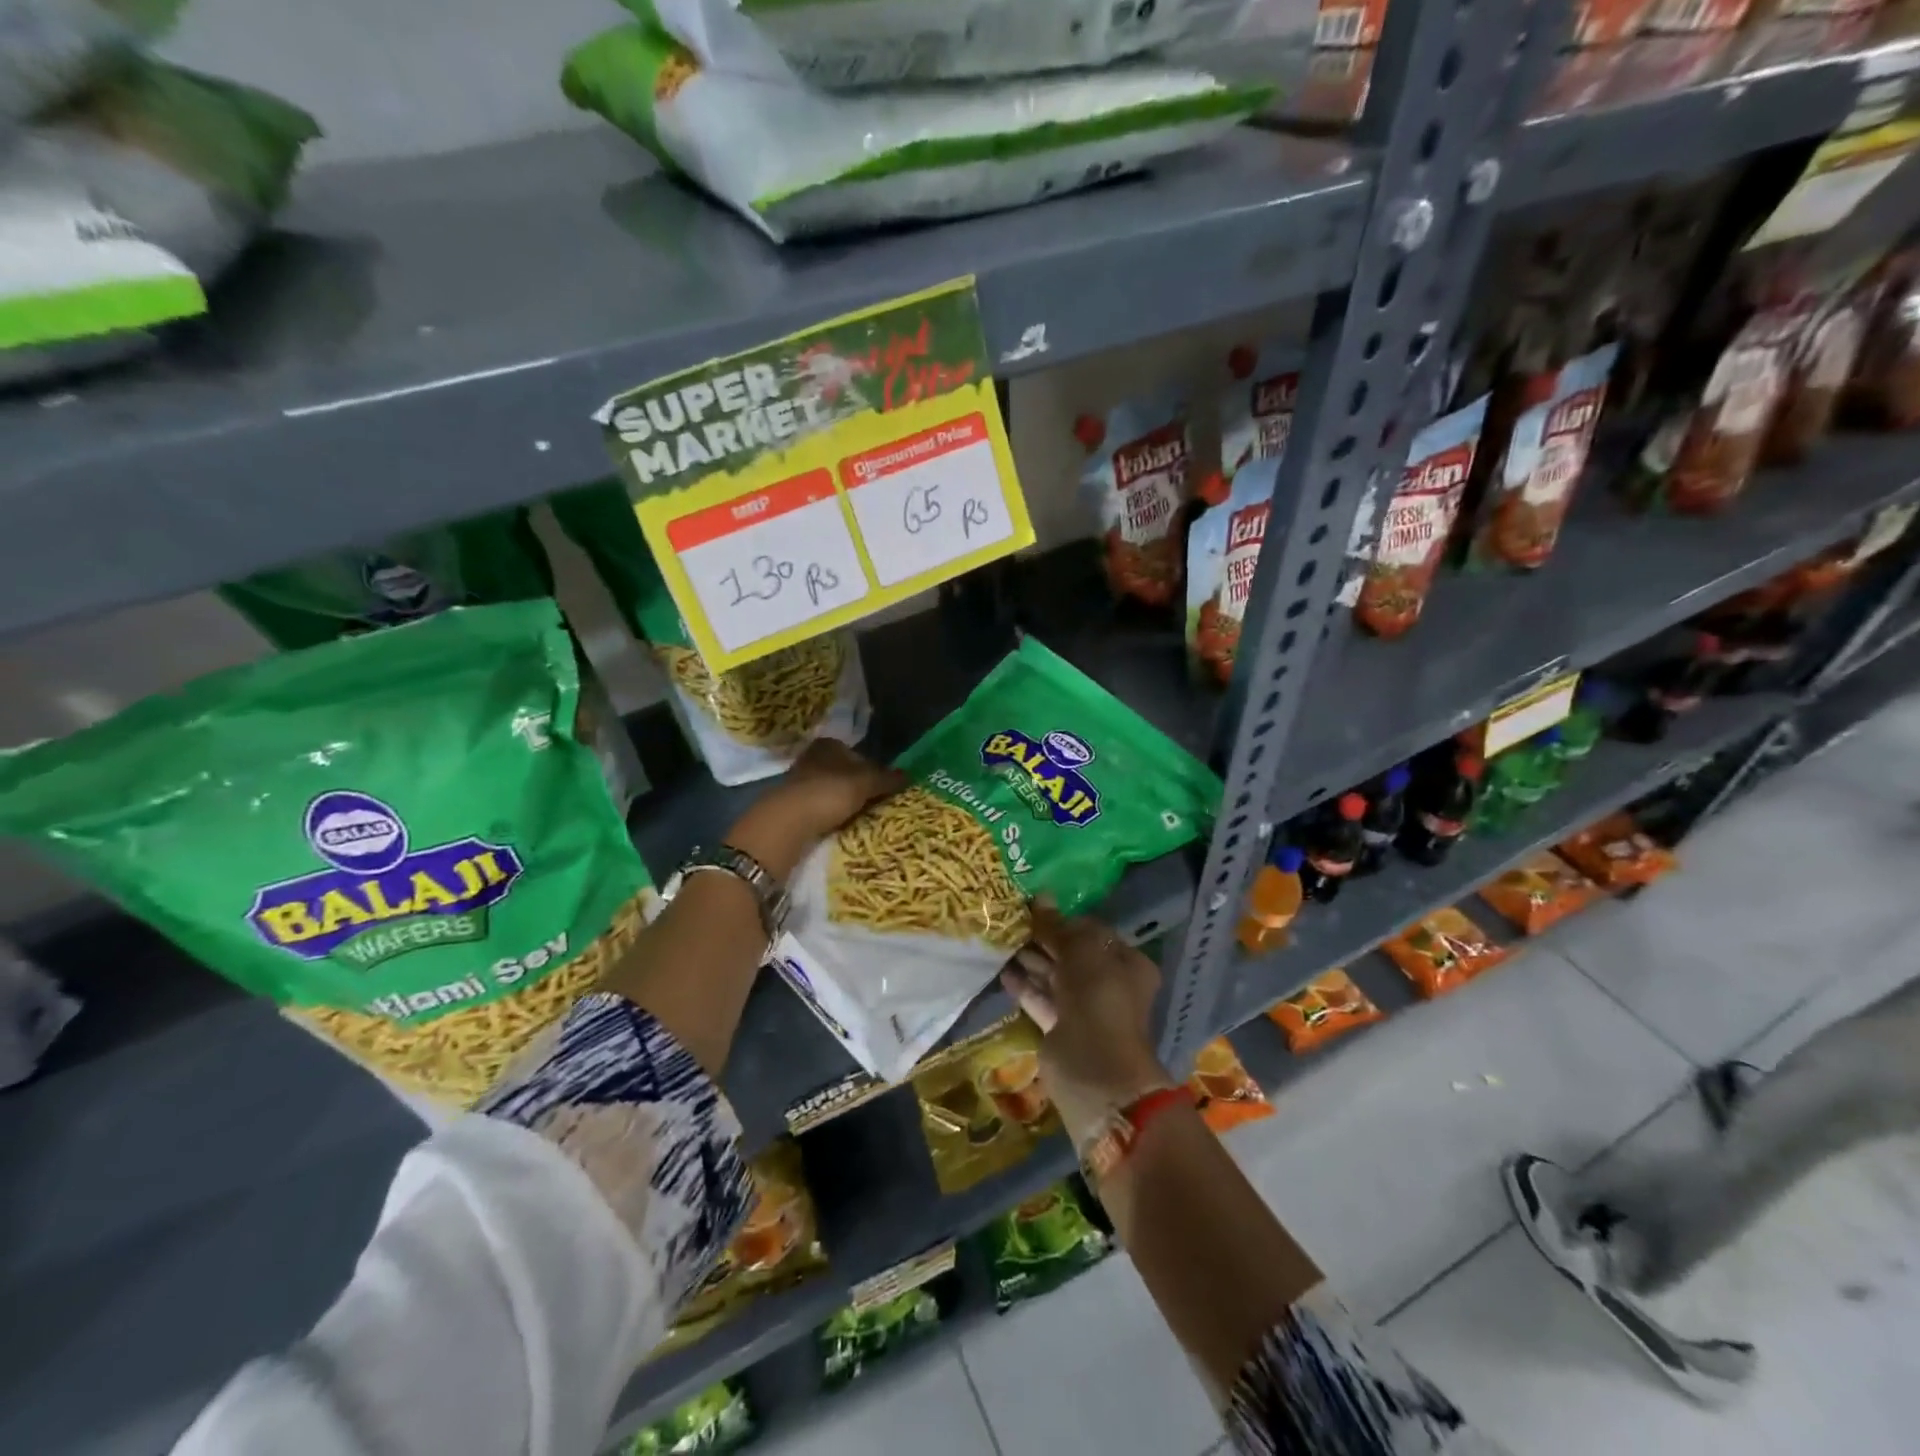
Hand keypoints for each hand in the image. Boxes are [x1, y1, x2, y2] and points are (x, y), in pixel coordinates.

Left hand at [725, 739, 906, 879]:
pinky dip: (829, 814)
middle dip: (857, 785)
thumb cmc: (828, 793)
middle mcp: (812, 757)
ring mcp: (798, 781)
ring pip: (830, 789)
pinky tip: (837, 825)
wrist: (785, 823)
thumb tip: (910, 774)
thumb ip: (886, 778)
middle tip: (874, 803)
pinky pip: (818, 806)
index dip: (872, 769)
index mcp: (829, 745)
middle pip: (843, 771)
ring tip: (858, 818)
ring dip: (842, 801)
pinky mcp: (790, 804)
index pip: (857, 753)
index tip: (883, 787)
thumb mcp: (864, 784)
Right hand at [1000, 902, 1171, 1146]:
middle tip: (1011, 921)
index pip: (1092, 932)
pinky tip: (1002, 970)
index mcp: (1126, 963)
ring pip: (1054, 977)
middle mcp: (1109, 984)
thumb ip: (1057, 926)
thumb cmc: (1098, 999)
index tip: (1034, 908)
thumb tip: (1042, 896)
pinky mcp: (1062, 1030)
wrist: (1095, 1070)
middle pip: (1072, 954)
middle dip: (1044, 939)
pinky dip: (1024, 986)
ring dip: (1031, 960)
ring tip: (1001, 940)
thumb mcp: (1080, 951)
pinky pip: (1041, 1000)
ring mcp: (1085, 1009)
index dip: (1064, 919)